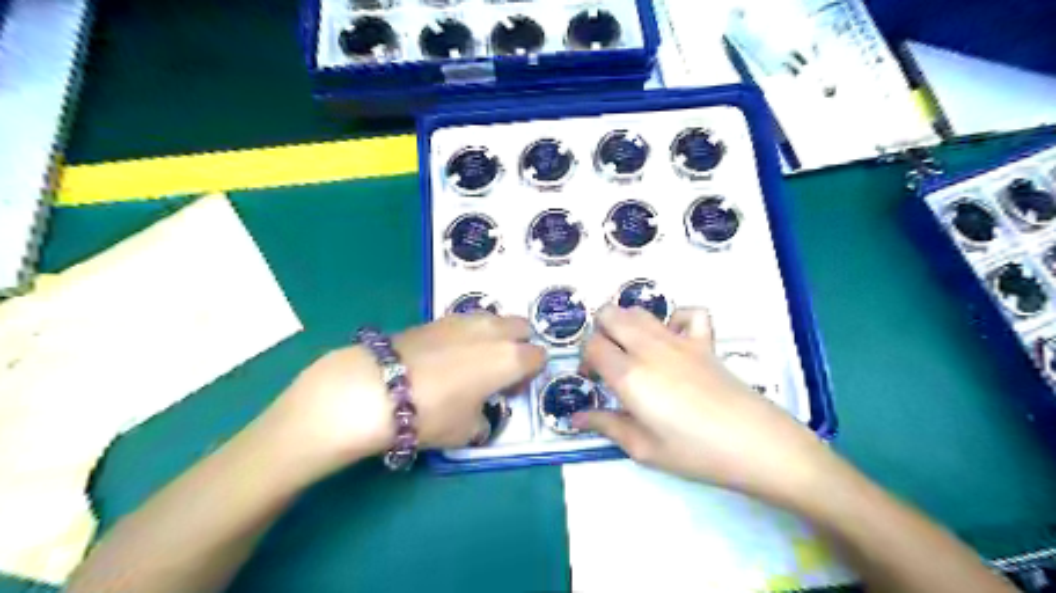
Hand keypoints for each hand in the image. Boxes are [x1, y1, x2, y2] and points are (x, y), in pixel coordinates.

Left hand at [254, 316, 544, 475]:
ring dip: (494, 336)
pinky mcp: (438, 318)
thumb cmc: (432, 413)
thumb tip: (480, 418)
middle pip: (521, 327)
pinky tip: (448, 354)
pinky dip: (468, 334)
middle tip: (500, 370)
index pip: (538, 357)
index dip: (530, 374)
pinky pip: (467, 321)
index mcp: (510, 358)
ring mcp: (464, 320)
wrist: (376, 388)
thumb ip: (483, 422)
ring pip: (494, 319)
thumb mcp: (466, 431)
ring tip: (473, 360)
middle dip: (519, 344)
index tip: (512, 390)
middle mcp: (493, 332)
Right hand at [574, 306, 837, 508]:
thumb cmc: (695, 452)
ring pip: (640, 311)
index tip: (592, 379)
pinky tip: (674, 340)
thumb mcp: (643, 448)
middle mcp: (649, 347)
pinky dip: (675, 319)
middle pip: (610, 314)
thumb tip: (575, 417)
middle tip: (608, 360)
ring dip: (627, 323)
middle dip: (600, 331)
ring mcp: (679, 339)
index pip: (593, 345)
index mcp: (629, 374)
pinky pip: (687, 313)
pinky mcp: (705, 341)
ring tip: (633, 350)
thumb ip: (606, 426)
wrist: (756, 443)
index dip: (585, 359)